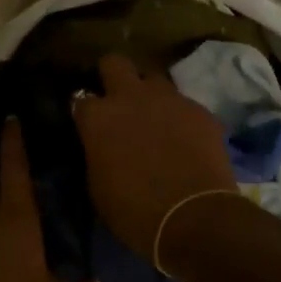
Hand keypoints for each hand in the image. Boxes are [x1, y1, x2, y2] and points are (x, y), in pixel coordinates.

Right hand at [72, 53, 236, 257]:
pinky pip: (184, 104)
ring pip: (154, 79)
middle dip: (113, 76)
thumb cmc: (134, 211)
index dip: (85, 112)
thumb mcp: (98, 185)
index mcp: (98, 117)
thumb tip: (101, 145)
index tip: (89, 124)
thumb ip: (97, 153)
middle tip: (117, 100)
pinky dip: (180, 117)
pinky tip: (185, 139)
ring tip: (155, 119)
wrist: (194, 218)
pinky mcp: (200, 110)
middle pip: (115, 63)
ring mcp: (169, 99)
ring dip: (150, 95)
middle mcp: (130, 97)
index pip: (80, 99)